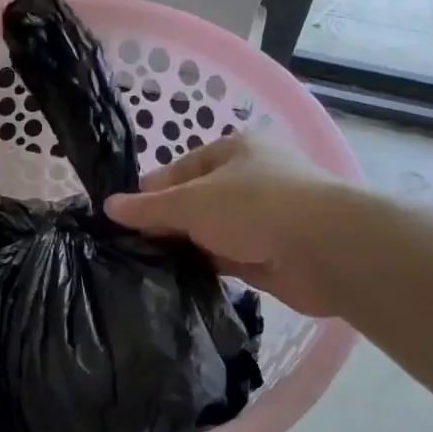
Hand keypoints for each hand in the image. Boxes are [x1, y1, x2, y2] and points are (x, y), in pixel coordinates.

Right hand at [105, 132, 347, 315]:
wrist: (324, 249)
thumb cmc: (254, 206)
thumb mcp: (191, 202)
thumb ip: (149, 207)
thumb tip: (109, 207)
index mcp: (234, 151)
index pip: (180, 168)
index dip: (150, 192)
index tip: (122, 218)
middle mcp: (250, 180)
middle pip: (196, 201)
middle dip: (167, 222)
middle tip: (130, 247)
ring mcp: (262, 219)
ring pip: (211, 232)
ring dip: (187, 247)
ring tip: (146, 267)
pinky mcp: (270, 255)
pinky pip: (227, 259)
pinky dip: (206, 267)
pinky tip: (178, 281)